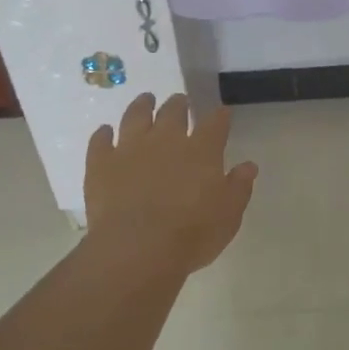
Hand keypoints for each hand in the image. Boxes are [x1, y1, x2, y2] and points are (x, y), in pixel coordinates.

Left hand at [85, 94, 258, 274]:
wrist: (137, 249)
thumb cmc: (192, 235)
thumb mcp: (228, 215)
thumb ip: (238, 187)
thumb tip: (248, 166)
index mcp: (201, 151)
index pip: (215, 123)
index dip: (220, 116)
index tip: (222, 114)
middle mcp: (166, 140)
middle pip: (173, 111)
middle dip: (180, 104)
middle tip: (181, 102)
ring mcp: (130, 148)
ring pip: (136, 115)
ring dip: (142, 105)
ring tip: (146, 100)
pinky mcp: (101, 164)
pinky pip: (100, 140)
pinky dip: (103, 134)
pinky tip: (105, 132)